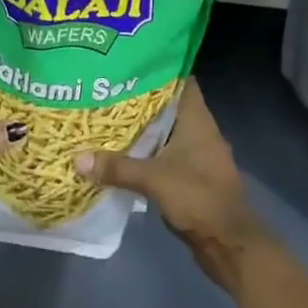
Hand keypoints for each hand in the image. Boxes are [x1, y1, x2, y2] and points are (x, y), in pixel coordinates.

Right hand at [73, 78, 268, 289]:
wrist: (229, 245)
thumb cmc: (198, 198)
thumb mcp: (153, 180)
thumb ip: (117, 168)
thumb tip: (78, 158)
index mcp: (196, 119)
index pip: (181, 80)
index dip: (159, 68)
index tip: (131, 63)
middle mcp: (199, 130)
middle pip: (169, 105)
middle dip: (142, 98)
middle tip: (110, 88)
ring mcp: (198, 154)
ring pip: (166, 131)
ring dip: (144, 127)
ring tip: (110, 115)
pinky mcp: (192, 175)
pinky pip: (166, 153)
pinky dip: (148, 151)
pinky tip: (124, 151)